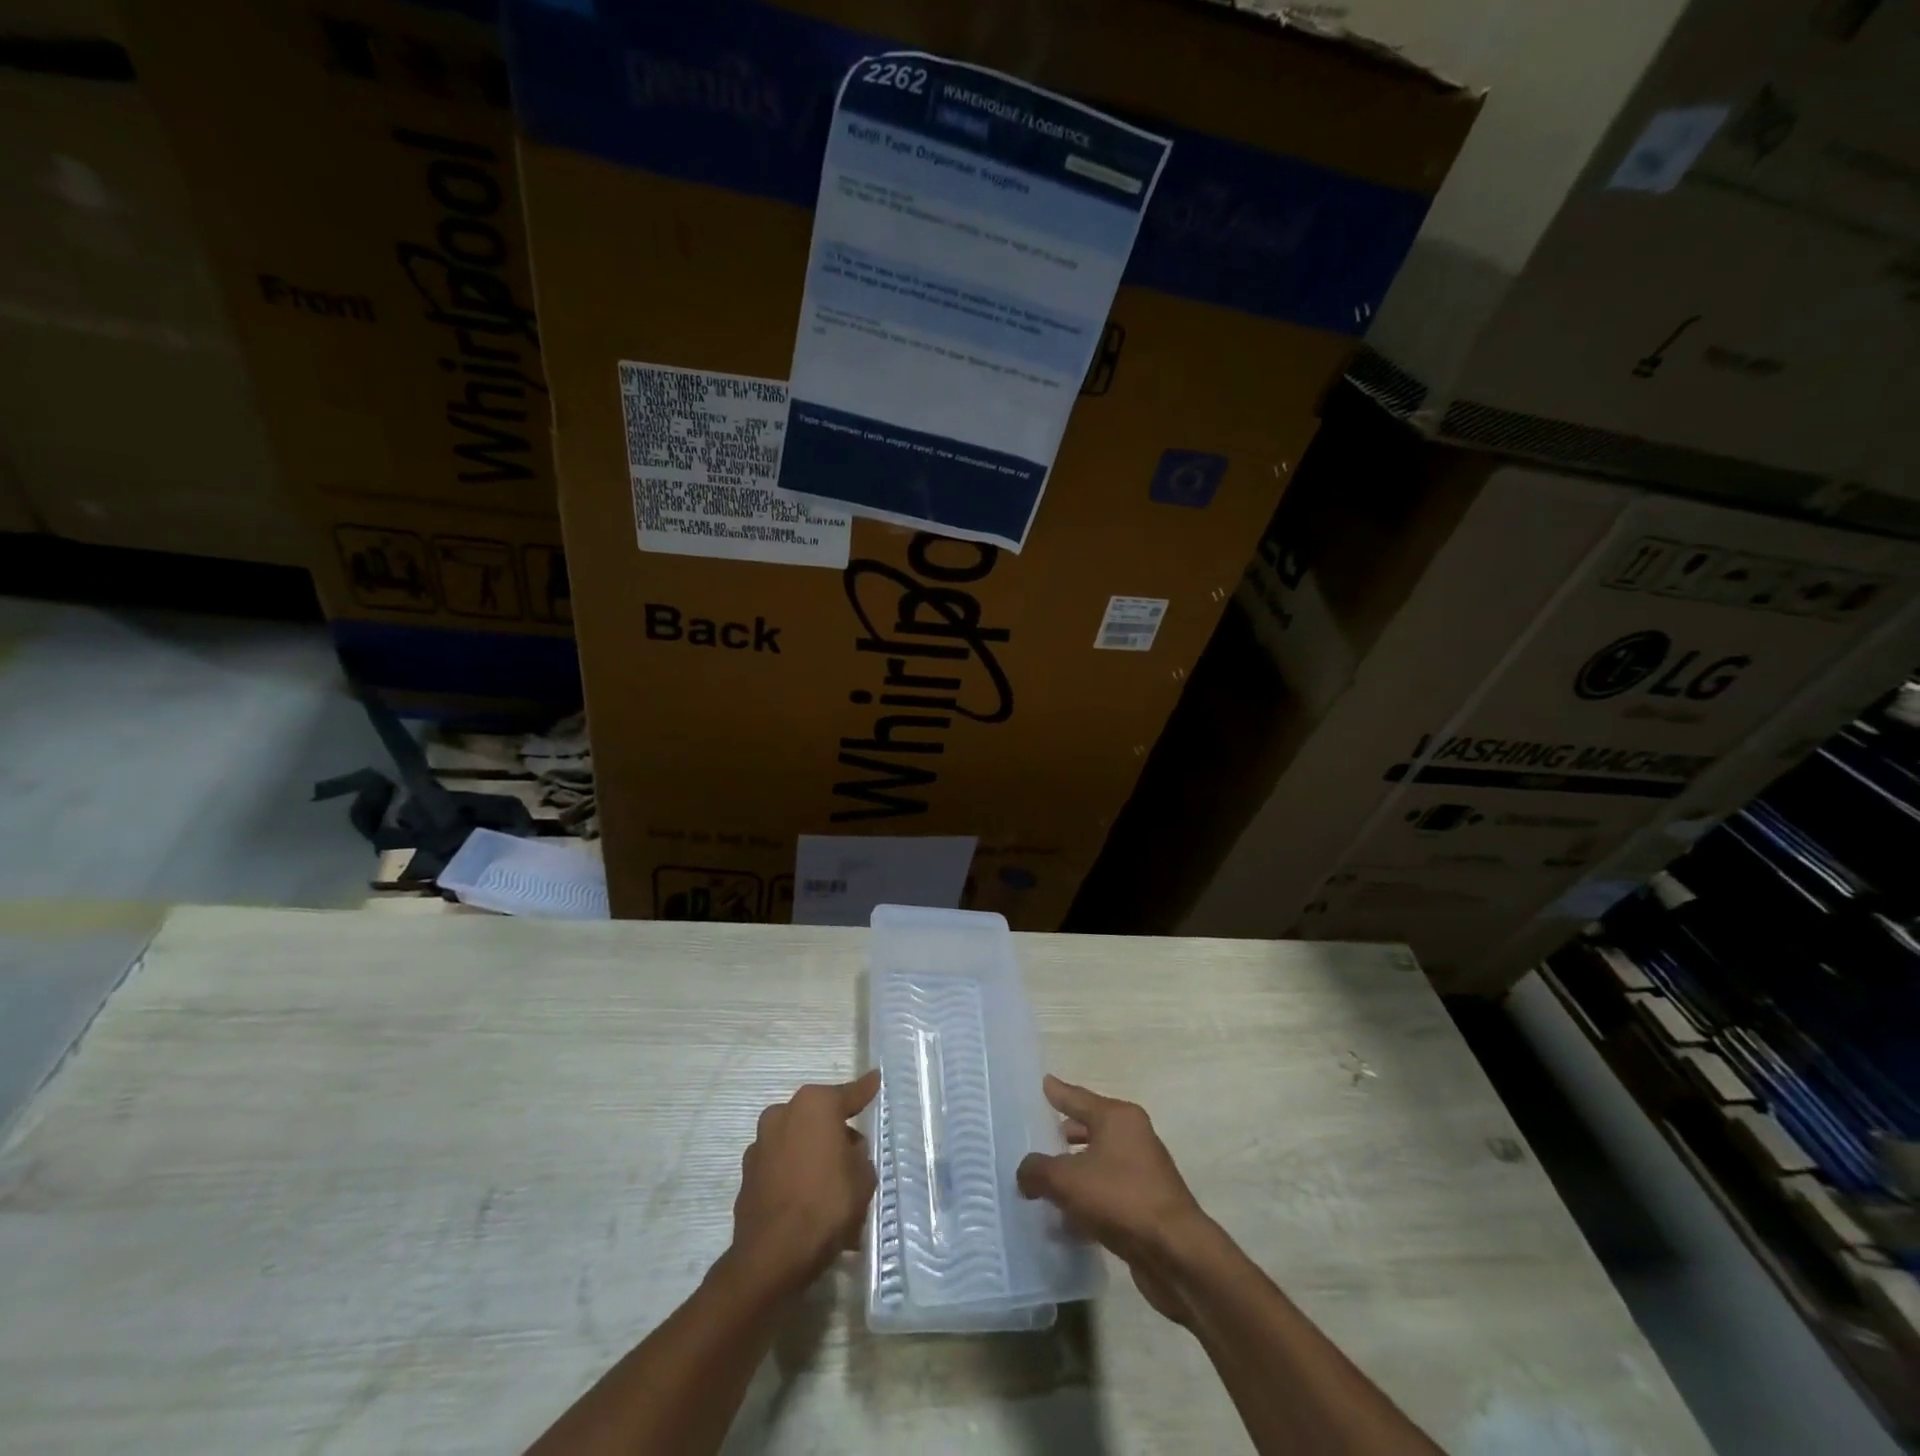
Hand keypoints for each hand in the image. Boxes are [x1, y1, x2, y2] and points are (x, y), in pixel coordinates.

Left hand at [729, 1070, 879, 1297]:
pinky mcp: (747, 1173)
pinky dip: (794, 1177)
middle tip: (853, 1157)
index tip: (875, 1079)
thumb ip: (858, 1154)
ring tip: (830, 1189)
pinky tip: (807, 1203)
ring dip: (812, 1156)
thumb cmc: (826, 1205)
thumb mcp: (863, 1177)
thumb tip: (847, 1149)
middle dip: (835, 1132)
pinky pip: (781, 1167)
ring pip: (798, 1142)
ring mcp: (761, 1143)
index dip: (865, 1090)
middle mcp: (784, 1113)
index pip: (849, 1094)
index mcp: (815, 1105)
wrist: (772, 1256)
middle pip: (818, 1118)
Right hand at [1017, 1075, 1213, 1323]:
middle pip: (1089, 1129)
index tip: (1043, 1082)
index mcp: (1118, 1117)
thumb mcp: (1067, 1181)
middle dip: (1063, 1134)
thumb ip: (1038, 1170)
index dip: (1058, 1092)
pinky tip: (1064, 1220)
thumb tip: (1025, 1172)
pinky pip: (1107, 1194)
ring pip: (1098, 1164)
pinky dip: (1086, 1201)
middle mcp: (1133, 1137)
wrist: (1176, 1254)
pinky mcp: (1145, 1206)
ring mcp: (1142, 1172)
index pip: (1078, 1097)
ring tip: (1043, 1183)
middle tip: (1036, 1136)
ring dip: (1074, 1172)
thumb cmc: (1121, 1199)